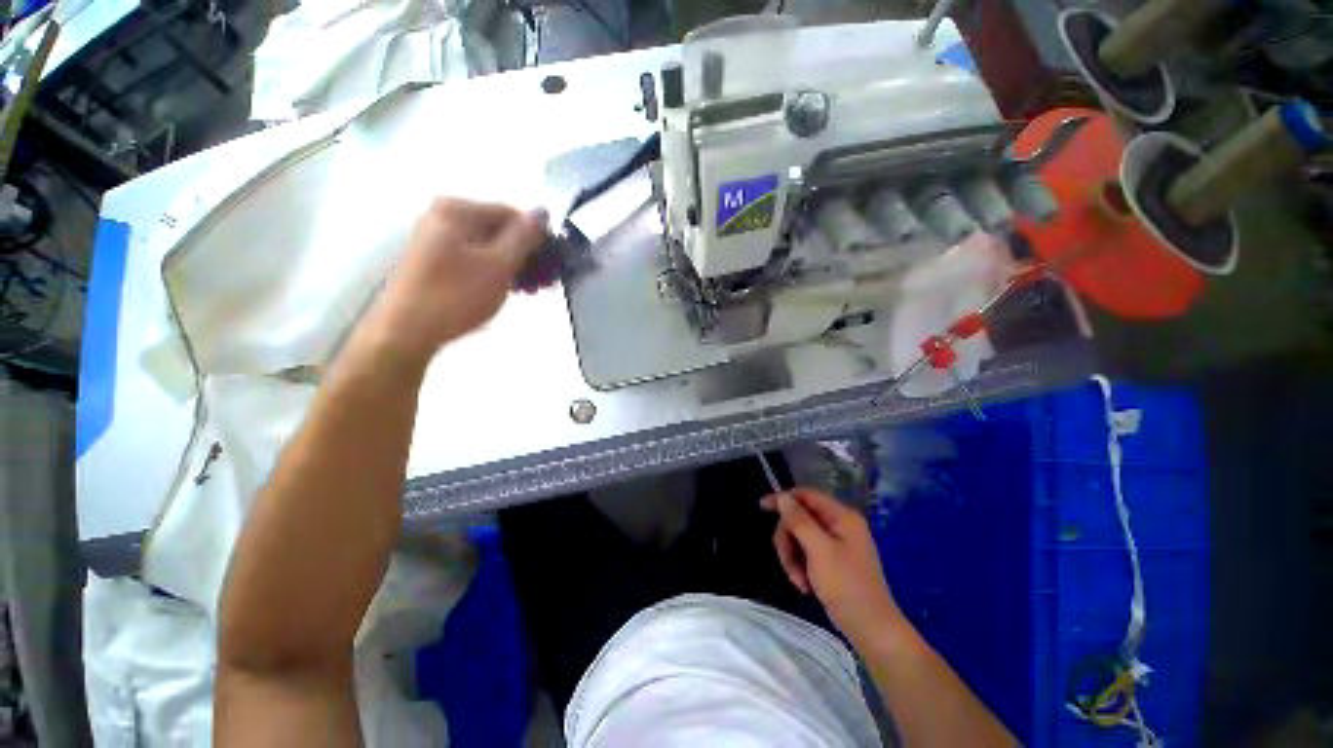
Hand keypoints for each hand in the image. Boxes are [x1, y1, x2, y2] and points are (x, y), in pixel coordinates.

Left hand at [365, 198, 546, 362]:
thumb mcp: (498, 266)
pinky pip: (476, 258)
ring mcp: (438, 238)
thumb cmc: (456, 296)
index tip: (555, 265)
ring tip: (532, 291)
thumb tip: (542, 212)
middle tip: (546, 283)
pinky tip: (510, 289)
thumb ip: (523, 237)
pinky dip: (497, 271)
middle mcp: (445, 217)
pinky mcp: (436, 260)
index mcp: (458, 210)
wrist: (405, 332)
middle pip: (501, 230)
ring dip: (516, 266)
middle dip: (528, 256)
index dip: (538, 239)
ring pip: (491, 246)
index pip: (512, 214)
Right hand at [763, 488, 905, 644]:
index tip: (762, 507)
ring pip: (799, 537)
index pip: (806, 495)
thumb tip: (782, 496)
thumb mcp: (819, 551)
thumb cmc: (846, 586)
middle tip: (787, 562)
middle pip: (799, 518)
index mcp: (842, 517)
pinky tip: (804, 585)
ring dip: (792, 558)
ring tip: (797, 580)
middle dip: (788, 540)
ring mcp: (836, 544)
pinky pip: (806, 553)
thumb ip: (799, 521)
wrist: (871, 631)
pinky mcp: (832, 561)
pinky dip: (800, 567)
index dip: (783, 498)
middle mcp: (839, 525)